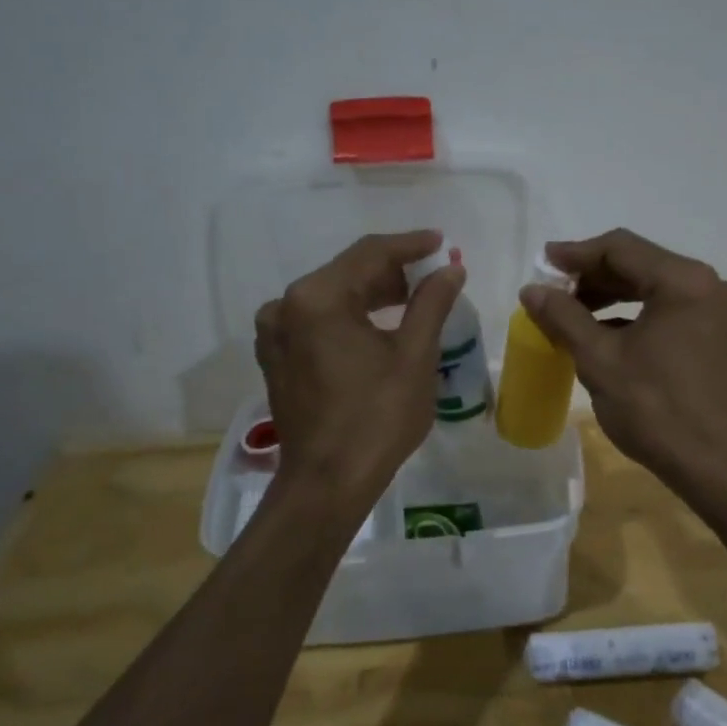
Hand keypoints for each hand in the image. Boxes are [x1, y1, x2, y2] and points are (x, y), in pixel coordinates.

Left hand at [255, 231, 463, 505]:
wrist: (327, 483)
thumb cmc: (376, 418)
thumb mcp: (414, 356)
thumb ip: (431, 303)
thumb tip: (451, 269)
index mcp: (317, 298)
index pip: (370, 254)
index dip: (410, 245)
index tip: (441, 241)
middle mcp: (286, 305)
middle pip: (348, 272)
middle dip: (393, 271)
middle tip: (434, 274)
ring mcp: (275, 332)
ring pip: (333, 296)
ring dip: (373, 293)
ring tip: (414, 298)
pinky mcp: (277, 355)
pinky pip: (318, 319)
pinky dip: (351, 315)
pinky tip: (379, 324)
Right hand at [520, 228, 726, 493]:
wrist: (716, 467)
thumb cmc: (656, 409)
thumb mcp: (600, 360)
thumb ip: (563, 317)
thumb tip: (532, 290)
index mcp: (684, 282)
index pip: (620, 249)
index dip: (577, 254)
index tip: (543, 264)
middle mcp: (708, 285)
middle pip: (639, 264)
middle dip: (593, 277)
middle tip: (554, 292)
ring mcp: (718, 311)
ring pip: (654, 288)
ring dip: (612, 296)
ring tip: (572, 313)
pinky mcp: (719, 335)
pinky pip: (669, 310)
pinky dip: (635, 315)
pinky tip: (604, 334)